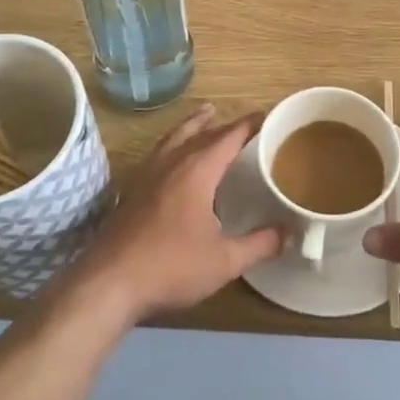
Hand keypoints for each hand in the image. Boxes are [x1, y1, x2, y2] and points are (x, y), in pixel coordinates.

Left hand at [65, 105, 283, 323]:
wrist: (109, 283)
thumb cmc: (171, 266)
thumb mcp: (224, 260)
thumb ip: (260, 244)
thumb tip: (290, 233)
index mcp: (197, 170)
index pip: (228, 136)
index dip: (248, 125)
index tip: (265, 116)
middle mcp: (171, 163)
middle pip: (199, 132)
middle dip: (222, 123)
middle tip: (242, 120)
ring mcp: (147, 174)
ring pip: (174, 138)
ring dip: (193, 125)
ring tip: (205, 116)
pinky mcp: (132, 190)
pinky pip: (159, 153)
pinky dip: (174, 144)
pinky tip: (174, 158)